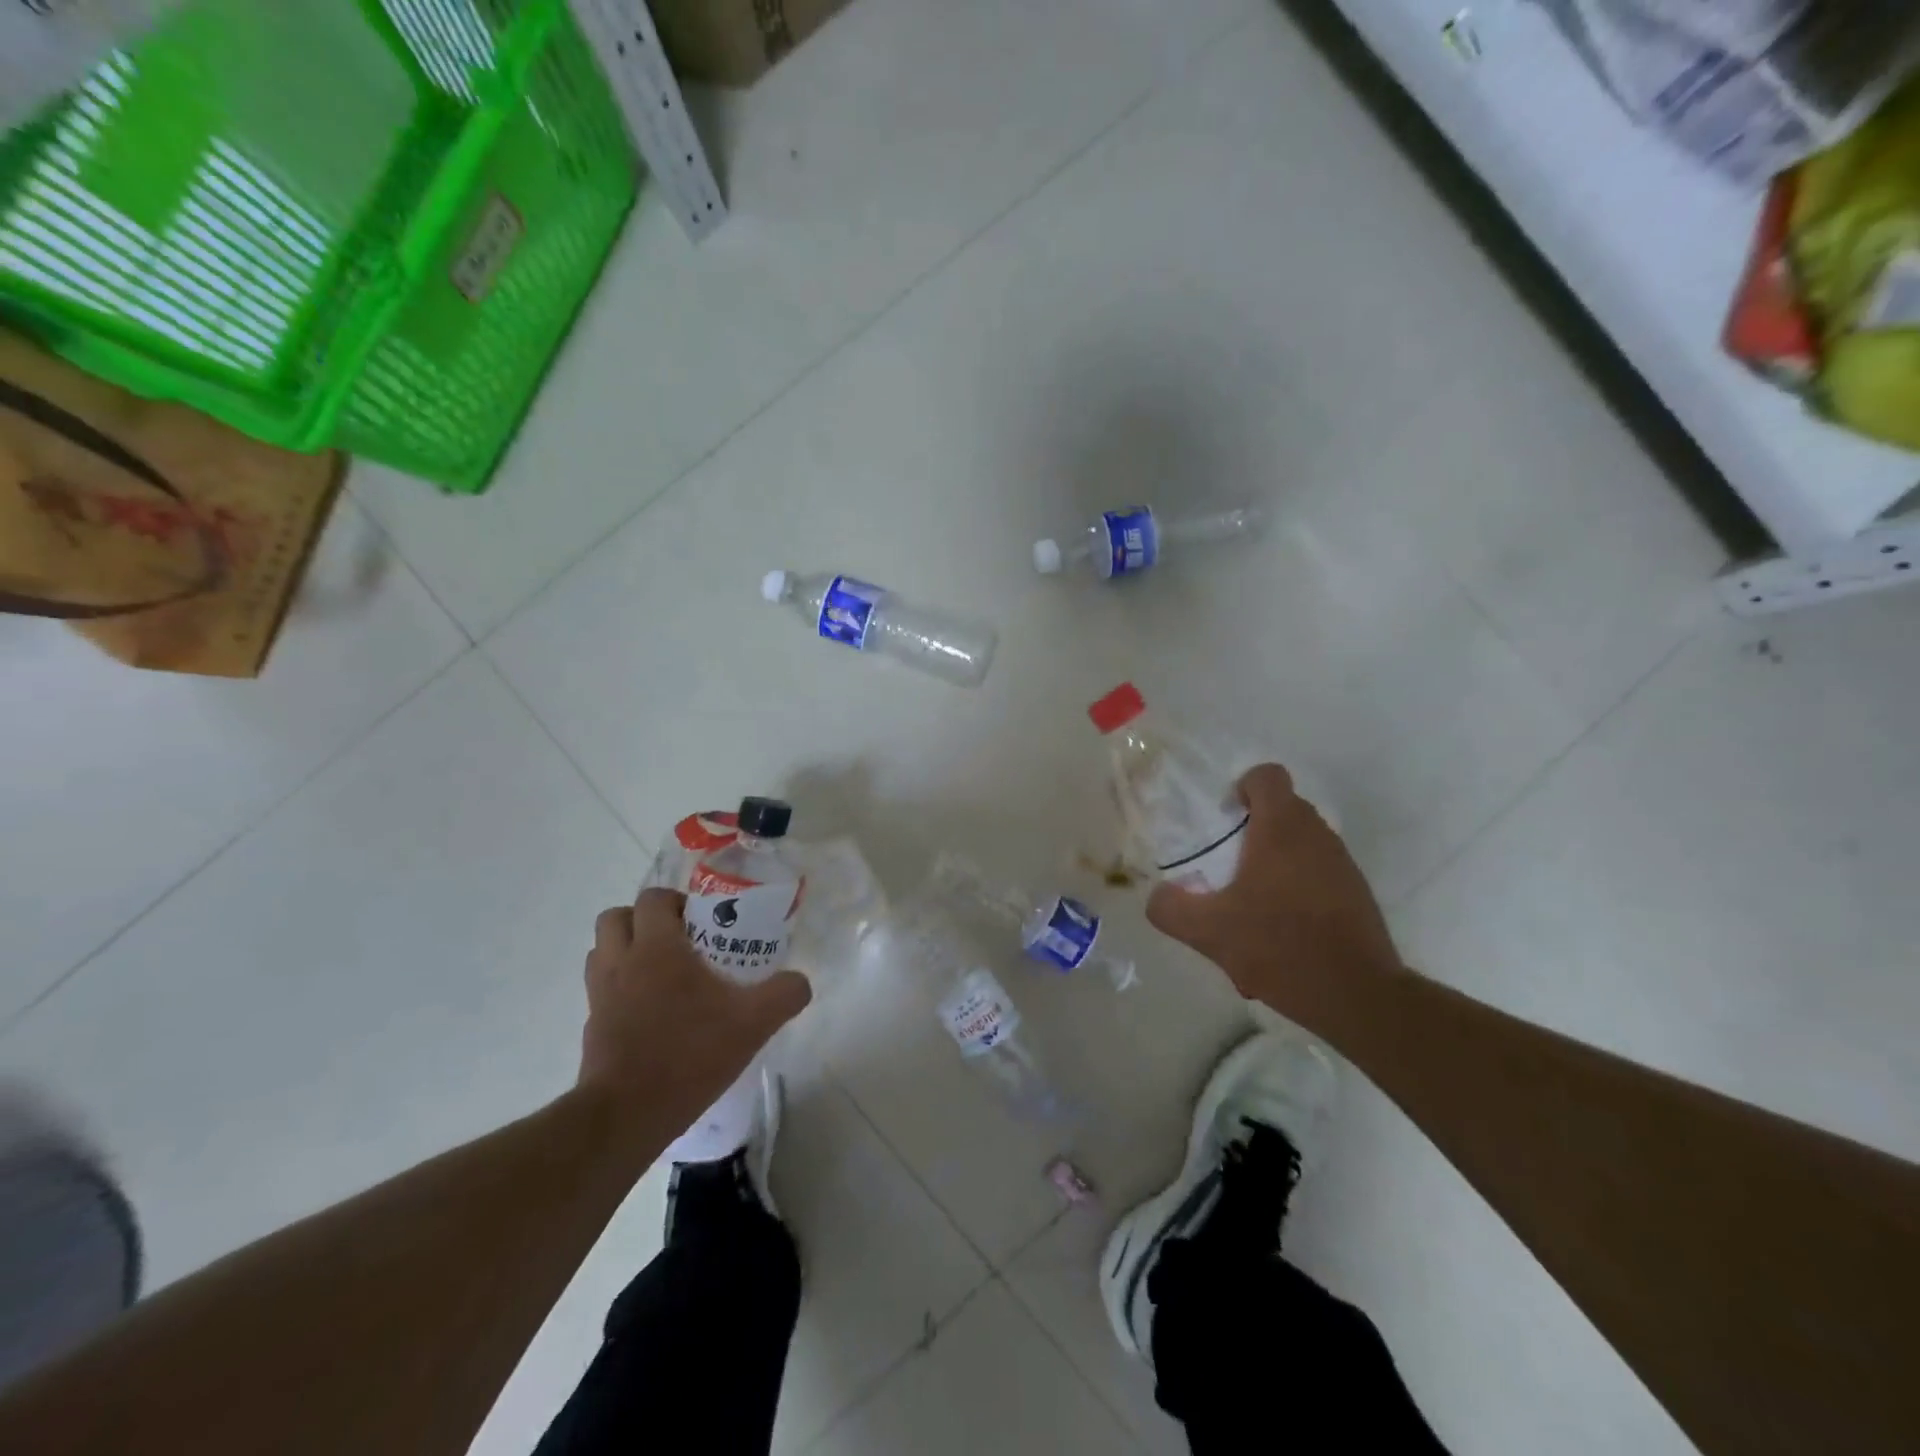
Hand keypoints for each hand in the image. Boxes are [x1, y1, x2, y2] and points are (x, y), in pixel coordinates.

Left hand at [578, 888, 811, 1141]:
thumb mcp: (753, 1023)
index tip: (702, 920)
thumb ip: (784, 994)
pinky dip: (620, 987)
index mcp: (656, 948)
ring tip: (662, 971)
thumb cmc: (689, 1054)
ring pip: (602, 951)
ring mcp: (600, 995)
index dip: (676, 901)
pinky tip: (651, 1011)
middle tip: (678, 940)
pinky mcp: (592, 1026)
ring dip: (626, 949)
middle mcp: (621, 962)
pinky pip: (601, 988)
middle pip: (616, 917)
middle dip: (644, 920)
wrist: (627, 1115)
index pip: (653, 898)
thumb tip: (800, 981)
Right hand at [1145, 764, 1402, 1032]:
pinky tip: (1280, 934)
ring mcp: (1342, 865)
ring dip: (1274, 863)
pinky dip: (1296, 891)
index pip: (1267, 776)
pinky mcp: (1357, 895)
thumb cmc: (1279, 946)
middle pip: (1283, 809)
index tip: (1225, 819)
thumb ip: (1171, 908)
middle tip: (1226, 865)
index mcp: (1281, 829)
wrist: (1358, 996)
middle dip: (1252, 829)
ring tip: (1250, 908)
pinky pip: (1318, 875)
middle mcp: (1317, 836)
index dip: (1243, 787)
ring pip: (1301, 845)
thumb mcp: (1208, 931)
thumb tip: (1158, 896)